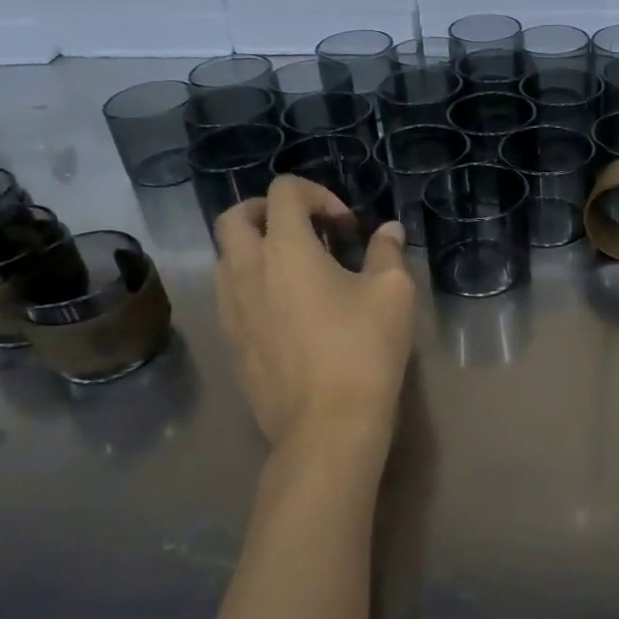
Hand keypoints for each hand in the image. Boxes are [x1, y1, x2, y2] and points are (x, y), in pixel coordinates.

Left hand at [215, 176, 414, 470]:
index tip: (346, 226)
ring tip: (298, 270)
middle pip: (235, 217)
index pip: (283, 192)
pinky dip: (253, 285)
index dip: (317, 195)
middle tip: (307, 230)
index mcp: (285, 248)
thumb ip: (387, 251)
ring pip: (225, 258)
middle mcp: (246, 271)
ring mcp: (231, 310)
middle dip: (269, 211)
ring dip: (257, 248)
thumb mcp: (392, 292)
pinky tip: (288, 310)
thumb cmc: (364, 349)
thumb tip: (388, 230)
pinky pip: (230, 296)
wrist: (326, 426)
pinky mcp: (230, 343)